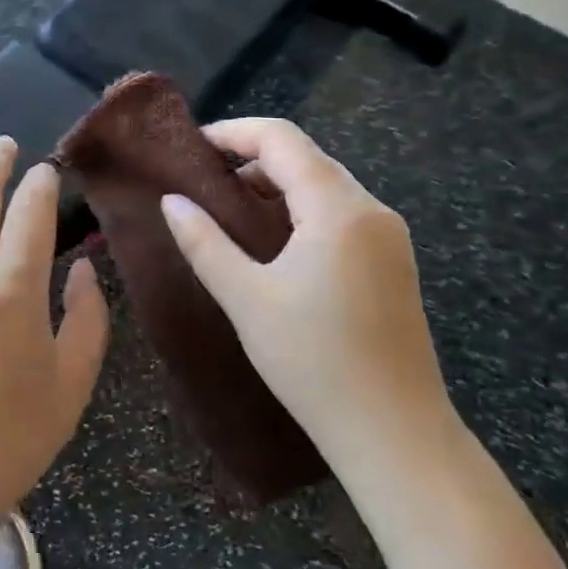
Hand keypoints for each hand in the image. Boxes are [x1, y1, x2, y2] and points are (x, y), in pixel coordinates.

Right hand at [160, 118, 459, 495]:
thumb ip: (204, 242)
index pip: (282, 139)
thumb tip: (171, 200)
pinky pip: (339, 213)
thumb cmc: (314, 362)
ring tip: (227, 210)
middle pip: (305, 157)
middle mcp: (372, 210)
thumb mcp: (246, 299)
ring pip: (324, 185)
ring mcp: (389, 237)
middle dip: (250, 159)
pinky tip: (270, 241)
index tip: (191, 147)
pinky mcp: (392, 262)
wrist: (396, 435)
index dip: (233, 133)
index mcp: (339, 209)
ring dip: (274, 185)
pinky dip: (299, 210)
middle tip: (201, 181)